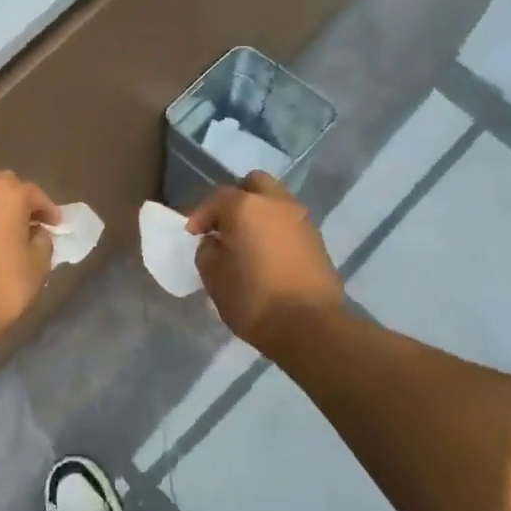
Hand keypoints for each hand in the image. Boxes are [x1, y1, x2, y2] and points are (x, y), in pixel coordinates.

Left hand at [0, 171, 60, 335]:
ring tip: (11, 232)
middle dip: (20, 201)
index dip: (48, 210)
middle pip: (5, 186)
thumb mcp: (39, 263)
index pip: (34, 193)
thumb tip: (36, 233)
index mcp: (6, 192)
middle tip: (33, 223)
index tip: (57, 226)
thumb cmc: (5, 284)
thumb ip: (42, 239)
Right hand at [188, 172, 343, 353]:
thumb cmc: (253, 299)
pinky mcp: (317, 239)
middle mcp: (276, 203)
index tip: (193, 235)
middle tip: (224, 225)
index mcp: (245, 207)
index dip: (201, 216)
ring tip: (247, 241)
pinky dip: (276, 229)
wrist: (310, 326)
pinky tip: (267, 254)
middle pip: (254, 184)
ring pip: (276, 201)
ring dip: (259, 214)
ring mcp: (301, 219)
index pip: (217, 198)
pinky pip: (290, 223)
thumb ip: (207, 251)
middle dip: (236, 199)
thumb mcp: (214, 278)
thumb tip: (214, 242)